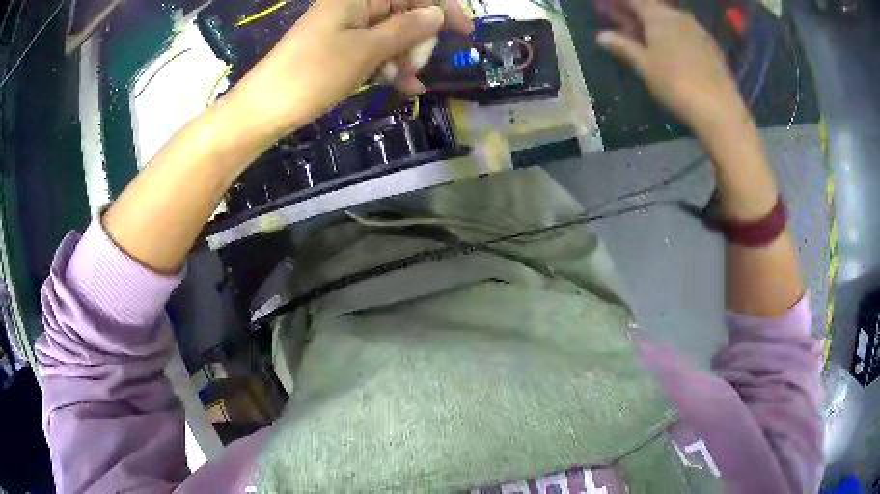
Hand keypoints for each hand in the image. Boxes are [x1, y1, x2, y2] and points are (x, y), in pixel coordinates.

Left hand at [225, 0, 473, 143]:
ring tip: (403, 83)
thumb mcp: (366, 50)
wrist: (265, 108)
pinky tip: (401, 86)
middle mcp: (356, 5)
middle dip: (418, 40)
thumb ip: (406, 29)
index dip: (442, 8)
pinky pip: (377, 50)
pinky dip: (390, 65)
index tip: (465, 33)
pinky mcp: (342, 48)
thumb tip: (438, 14)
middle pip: (406, 12)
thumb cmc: (313, 74)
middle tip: (414, 68)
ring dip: (405, 57)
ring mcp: (348, 27)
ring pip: (394, 34)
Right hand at [596, 0, 748, 137]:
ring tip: (647, 37)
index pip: (634, 0)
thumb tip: (601, 36)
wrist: (719, 108)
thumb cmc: (675, 84)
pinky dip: (674, 34)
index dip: (620, 3)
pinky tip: (672, 48)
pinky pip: (686, 31)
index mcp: (658, 16)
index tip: (607, 6)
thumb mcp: (645, 66)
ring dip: (656, 24)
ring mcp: (697, 30)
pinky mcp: (711, 46)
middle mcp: (678, 16)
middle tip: (623, 23)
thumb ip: (624, 47)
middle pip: (653, 7)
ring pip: (671, 19)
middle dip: (636, 13)